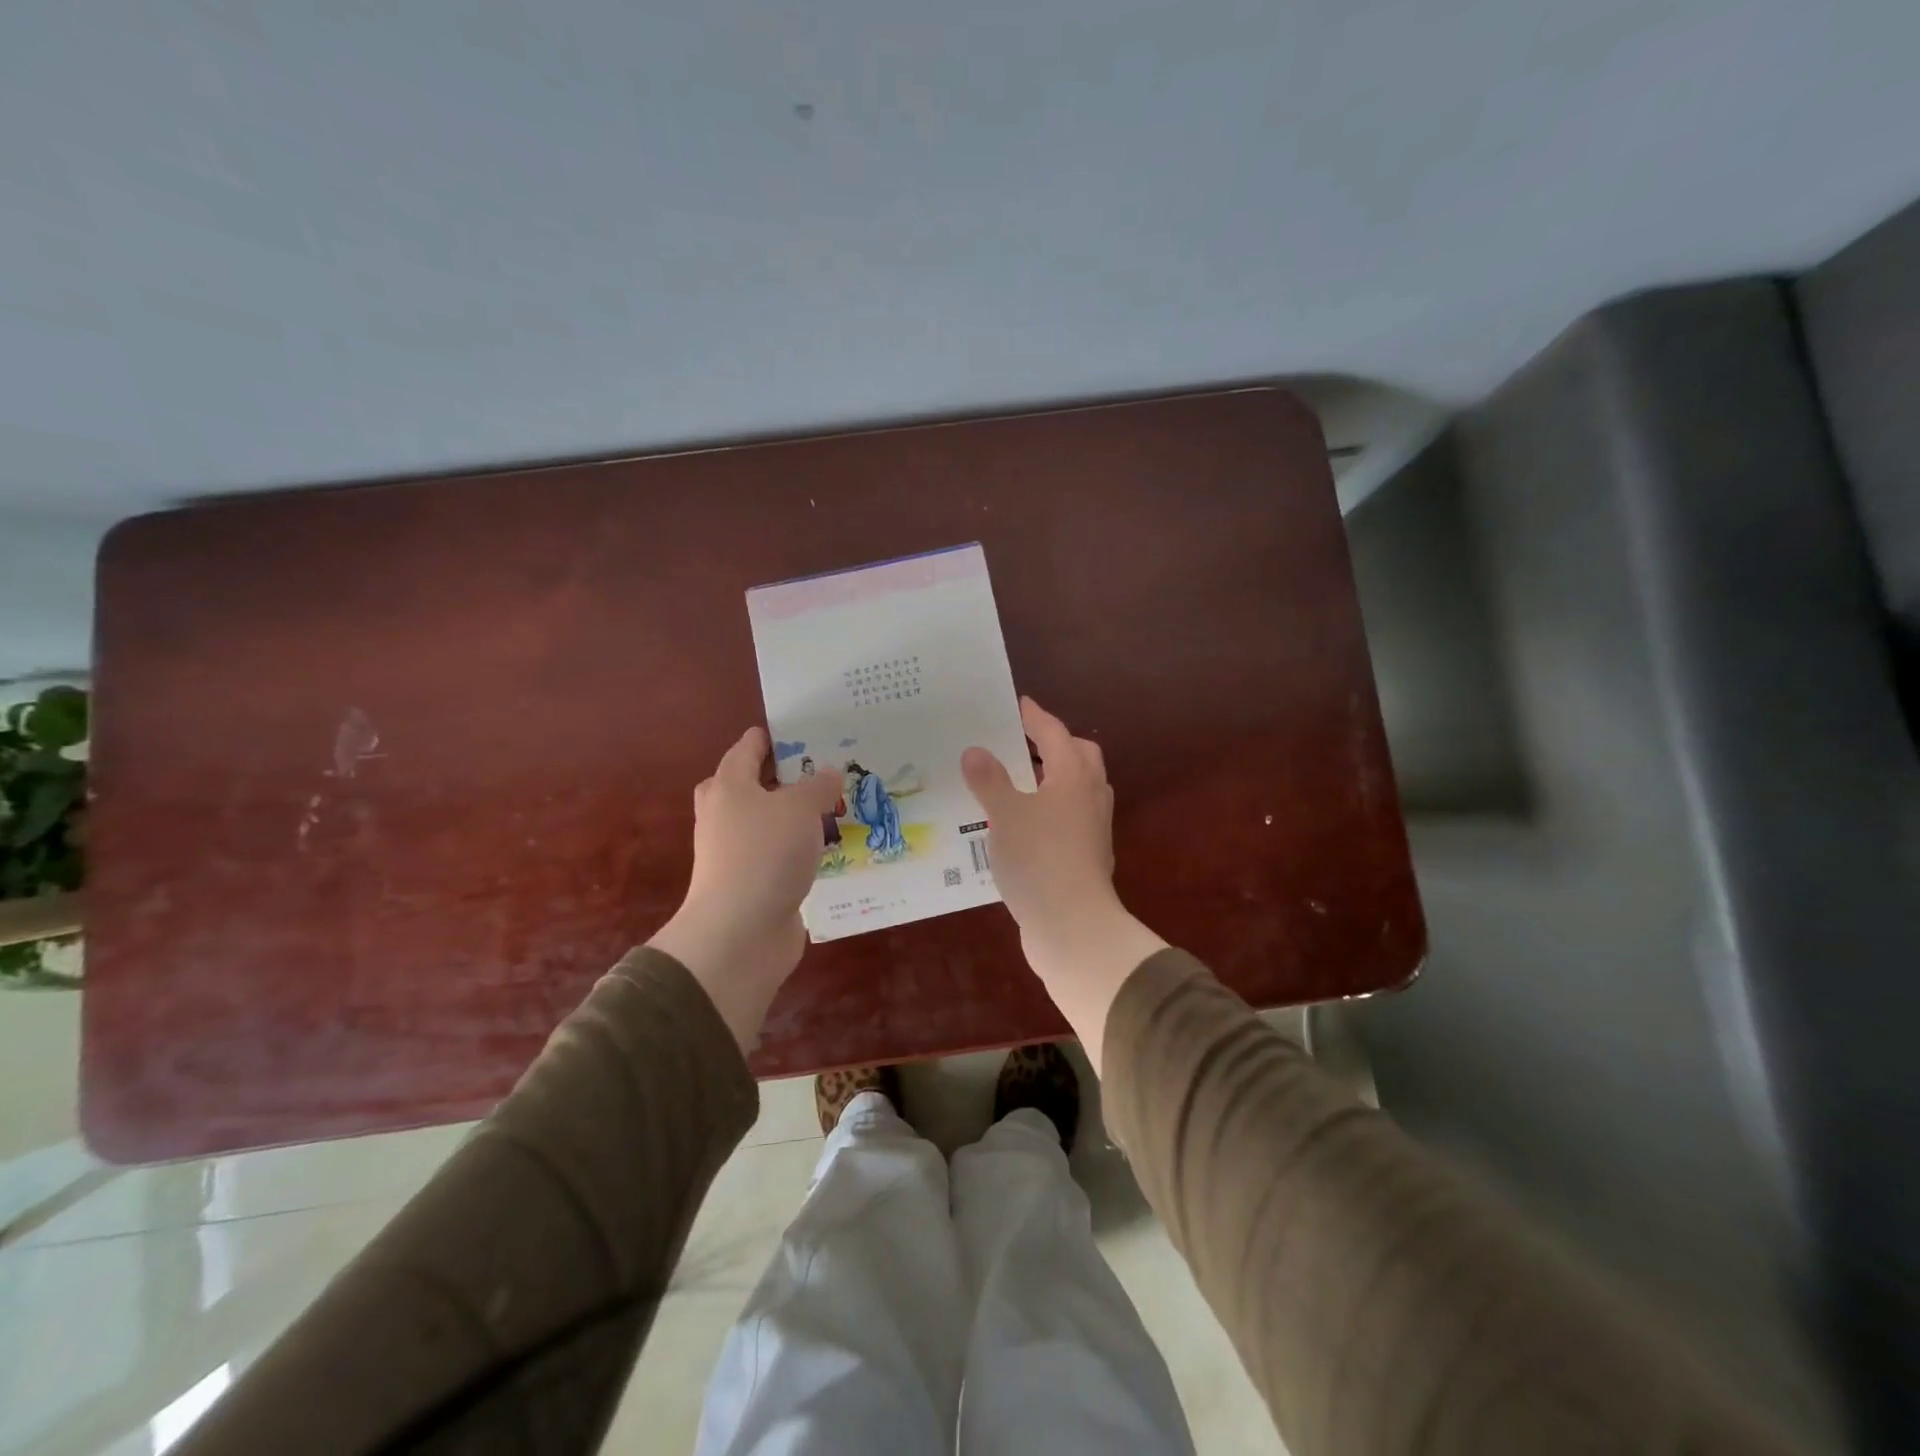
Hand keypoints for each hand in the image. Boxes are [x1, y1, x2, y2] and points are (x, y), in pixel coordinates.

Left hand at [648, 727, 842, 1049]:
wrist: (739, 934)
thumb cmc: (765, 855)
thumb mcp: (799, 809)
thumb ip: (818, 786)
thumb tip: (829, 772)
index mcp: (730, 786)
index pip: (749, 748)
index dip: (776, 736)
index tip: (808, 729)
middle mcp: (727, 815)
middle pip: (755, 785)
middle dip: (789, 777)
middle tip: (826, 769)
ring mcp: (738, 852)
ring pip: (773, 822)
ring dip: (800, 816)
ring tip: (842, 805)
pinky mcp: (755, 883)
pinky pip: (783, 855)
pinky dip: (804, 849)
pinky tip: (835, 848)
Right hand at [961, 698, 1166, 1069]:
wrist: (1072, 926)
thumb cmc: (1038, 859)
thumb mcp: (1004, 815)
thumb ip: (989, 780)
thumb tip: (975, 751)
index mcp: (1073, 777)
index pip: (1055, 734)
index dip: (1035, 717)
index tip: (1019, 704)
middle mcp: (1089, 797)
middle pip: (1079, 757)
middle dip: (1054, 745)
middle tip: (1022, 743)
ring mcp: (1092, 830)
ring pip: (1076, 790)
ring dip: (1052, 779)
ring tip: (1016, 782)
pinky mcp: (1085, 857)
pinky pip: (1068, 819)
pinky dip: (1049, 810)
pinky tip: (1021, 825)